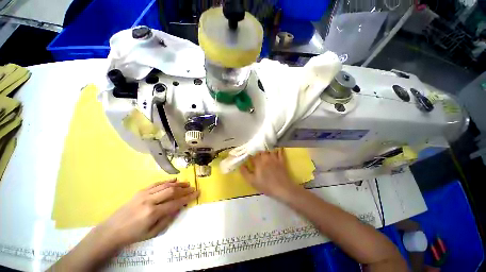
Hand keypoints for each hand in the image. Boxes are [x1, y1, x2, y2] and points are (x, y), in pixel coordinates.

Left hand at [49, 180, 198, 271]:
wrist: (111, 231)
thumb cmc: (133, 235)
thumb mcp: (153, 232)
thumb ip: (168, 219)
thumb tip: (179, 207)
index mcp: (153, 213)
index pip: (176, 203)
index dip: (188, 198)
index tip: (197, 193)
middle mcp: (150, 201)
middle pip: (171, 191)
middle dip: (184, 189)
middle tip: (192, 187)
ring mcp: (144, 195)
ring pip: (165, 185)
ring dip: (177, 184)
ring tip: (186, 183)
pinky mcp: (140, 192)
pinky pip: (156, 184)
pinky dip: (166, 181)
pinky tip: (173, 180)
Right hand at [240, 148, 301, 199]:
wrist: (282, 189)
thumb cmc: (266, 186)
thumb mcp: (252, 181)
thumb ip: (245, 172)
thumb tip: (241, 165)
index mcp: (258, 162)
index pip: (253, 154)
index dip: (250, 154)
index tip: (248, 155)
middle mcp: (266, 158)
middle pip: (261, 150)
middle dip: (258, 151)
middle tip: (256, 152)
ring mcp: (275, 158)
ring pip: (269, 149)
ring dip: (266, 149)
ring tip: (264, 150)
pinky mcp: (282, 160)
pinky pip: (280, 152)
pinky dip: (278, 149)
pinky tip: (277, 148)